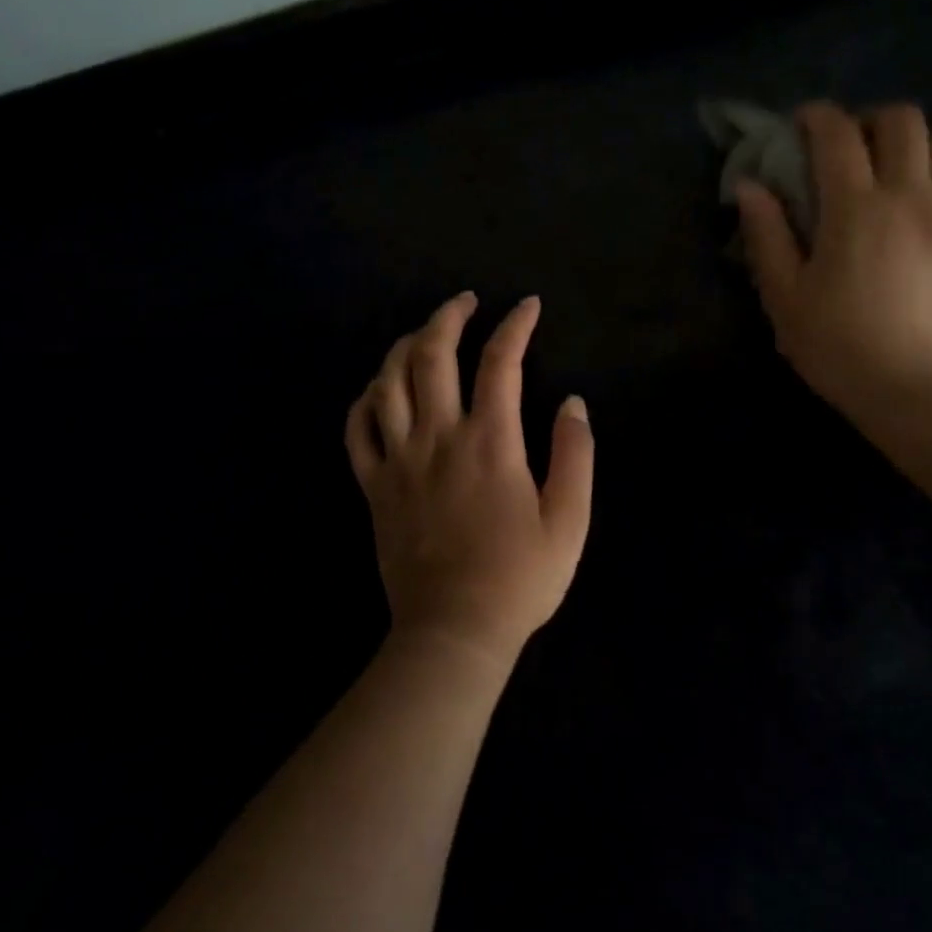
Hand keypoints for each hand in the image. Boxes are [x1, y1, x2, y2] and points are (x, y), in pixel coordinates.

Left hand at [345, 293, 593, 668]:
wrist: (454, 630)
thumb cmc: (519, 578)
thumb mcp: (569, 521)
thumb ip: (575, 455)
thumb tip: (572, 403)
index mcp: (490, 442)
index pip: (501, 362)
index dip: (516, 325)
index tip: (528, 306)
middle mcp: (439, 437)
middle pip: (432, 355)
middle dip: (449, 316)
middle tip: (466, 301)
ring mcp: (399, 459)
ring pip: (388, 382)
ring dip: (404, 345)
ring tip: (422, 333)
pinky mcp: (373, 485)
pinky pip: (357, 429)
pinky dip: (365, 399)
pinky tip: (378, 389)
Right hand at [735, 102, 931, 425]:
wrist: (921, 390)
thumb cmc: (839, 346)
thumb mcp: (785, 296)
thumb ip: (766, 235)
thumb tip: (750, 186)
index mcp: (855, 206)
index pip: (836, 134)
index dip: (816, 117)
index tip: (801, 126)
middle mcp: (911, 195)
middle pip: (904, 121)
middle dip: (872, 122)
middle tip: (852, 149)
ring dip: (920, 150)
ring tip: (900, 179)